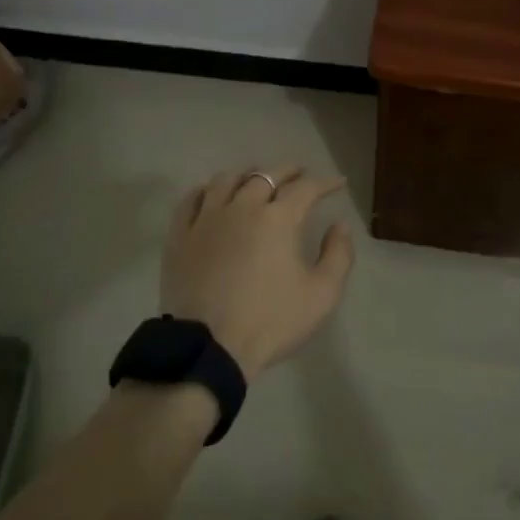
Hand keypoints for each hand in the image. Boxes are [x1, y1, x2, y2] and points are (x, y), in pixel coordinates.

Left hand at [160, 167, 355, 380]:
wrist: (209, 348)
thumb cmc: (270, 322)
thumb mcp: (321, 295)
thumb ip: (338, 256)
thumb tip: (340, 225)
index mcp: (278, 219)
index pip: (306, 188)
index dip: (325, 183)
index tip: (338, 184)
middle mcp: (242, 207)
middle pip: (266, 176)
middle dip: (288, 171)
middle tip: (299, 173)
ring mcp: (207, 219)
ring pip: (226, 180)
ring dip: (247, 174)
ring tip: (255, 178)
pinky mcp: (180, 235)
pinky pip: (191, 199)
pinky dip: (206, 190)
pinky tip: (211, 193)